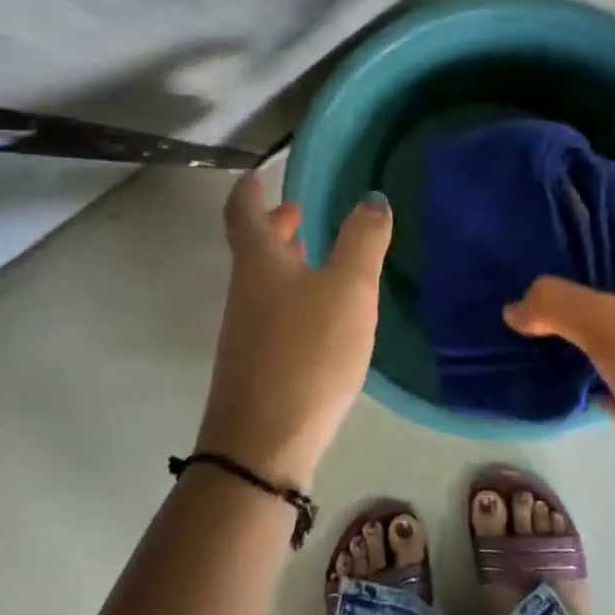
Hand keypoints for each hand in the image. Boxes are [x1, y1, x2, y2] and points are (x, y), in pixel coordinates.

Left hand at [198, 171, 392, 488]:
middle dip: (276, 223)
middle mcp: (245, 290)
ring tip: (319, 253)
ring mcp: (247, 329)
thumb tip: (371, 198)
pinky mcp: (258, 362)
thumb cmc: (307, 352)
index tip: (261, 171)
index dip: (251, 186)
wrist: (263, 443)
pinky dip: (294, 292)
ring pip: (264, 279)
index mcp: (260, 261)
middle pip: (253, 245)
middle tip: (302, 209)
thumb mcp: (347, 290)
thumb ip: (362, 241)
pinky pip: (274, 310)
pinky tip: (323, 310)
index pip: (243, 209)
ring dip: (287, 259)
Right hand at [504, 219, 614, 540]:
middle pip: (597, 270)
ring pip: (591, 316)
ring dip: (552, 316)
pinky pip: (591, 359)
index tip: (521, 221)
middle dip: (551, 270)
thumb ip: (555, 302)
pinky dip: (562, 356)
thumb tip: (514, 308)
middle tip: (498, 265)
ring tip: (499, 306)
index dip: (571, 217)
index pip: (613, 224)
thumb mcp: (611, 326)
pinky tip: (522, 354)